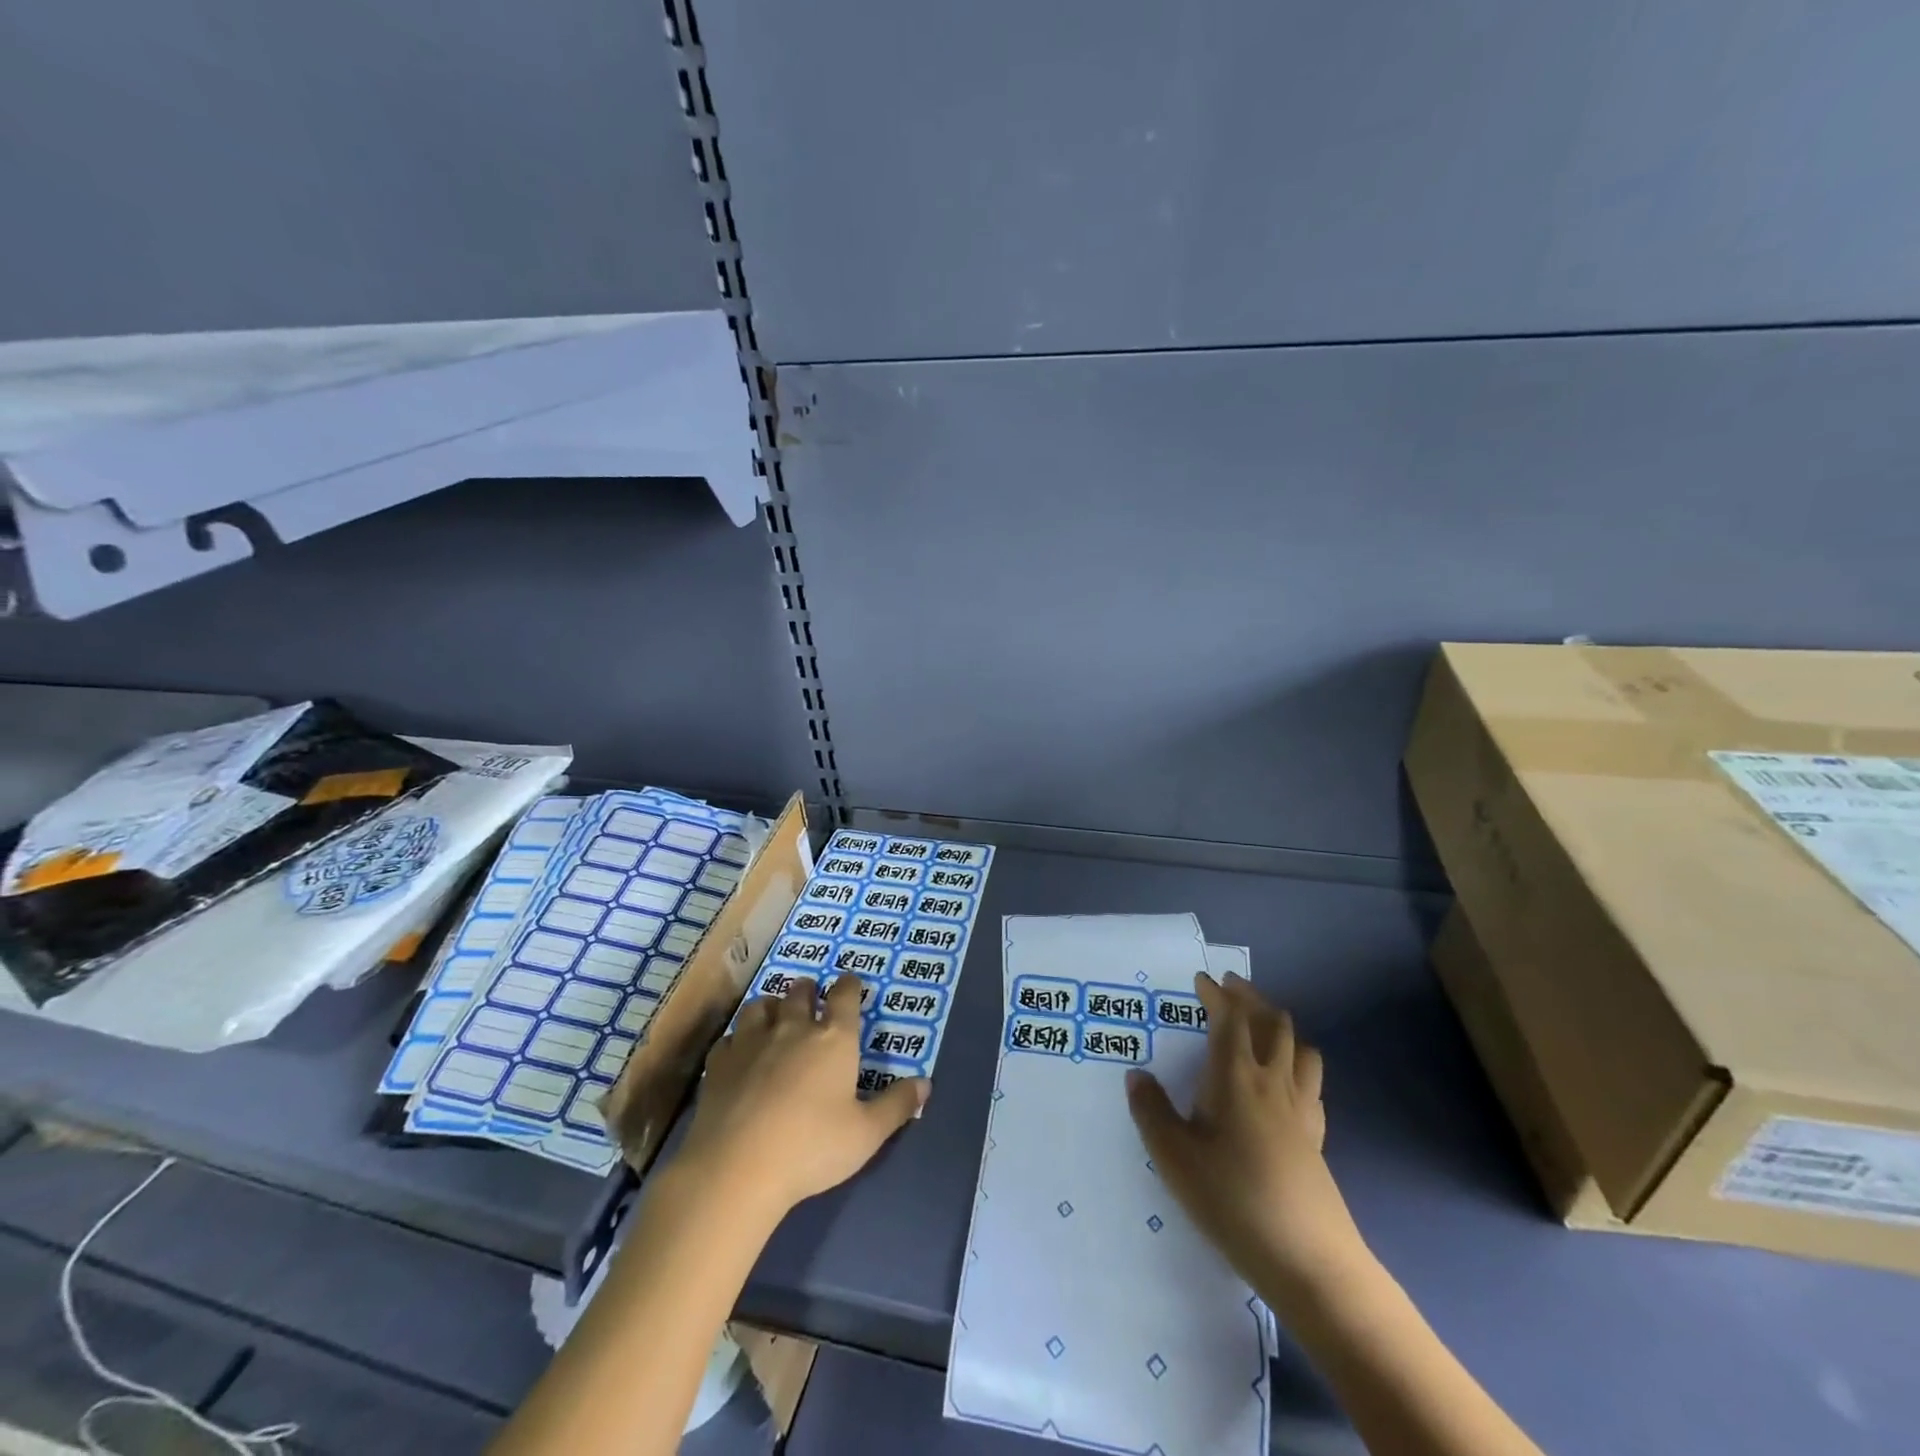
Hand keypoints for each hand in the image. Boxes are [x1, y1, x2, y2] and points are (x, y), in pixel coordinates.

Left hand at [676, 974, 927, 1220]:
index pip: (845, 995)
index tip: (851, 981)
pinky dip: (738, 1038)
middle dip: (808, 989)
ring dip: (772, 1005)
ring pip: (761, 1005)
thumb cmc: (811, 1147)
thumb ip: (896, 1106)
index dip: (849, 985)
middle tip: (811, 995)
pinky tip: (739, 1052)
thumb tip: (926, 1084)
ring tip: (775, 1014)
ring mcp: (751, 1041)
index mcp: (834, 1038)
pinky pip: (730, 1036)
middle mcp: (793, 1028)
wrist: (737, 1167)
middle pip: (800, 992)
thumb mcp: (866, 1134)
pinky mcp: (719, 1062)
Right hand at [1126, 972, 1366, 1313]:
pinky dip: (1297, 1061)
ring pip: (1299, 1046)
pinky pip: (1311, 1080)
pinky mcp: (1316, 1135)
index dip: (1216, 994)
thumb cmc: (1232, 1199)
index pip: (1230, 1018)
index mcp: (1236, 1076)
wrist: (1307, 1259)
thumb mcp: (1174, 1158)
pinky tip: (1284, 1080)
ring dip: (1279, 1024)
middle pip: (1271, 1022)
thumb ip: (1151, 1111)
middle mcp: (1272, 1081)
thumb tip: (1136, 1075)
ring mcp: (1300, 1108)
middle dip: (1250, 998)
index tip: (1201, 980)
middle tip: (1230, 988)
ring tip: (1261, 1025)